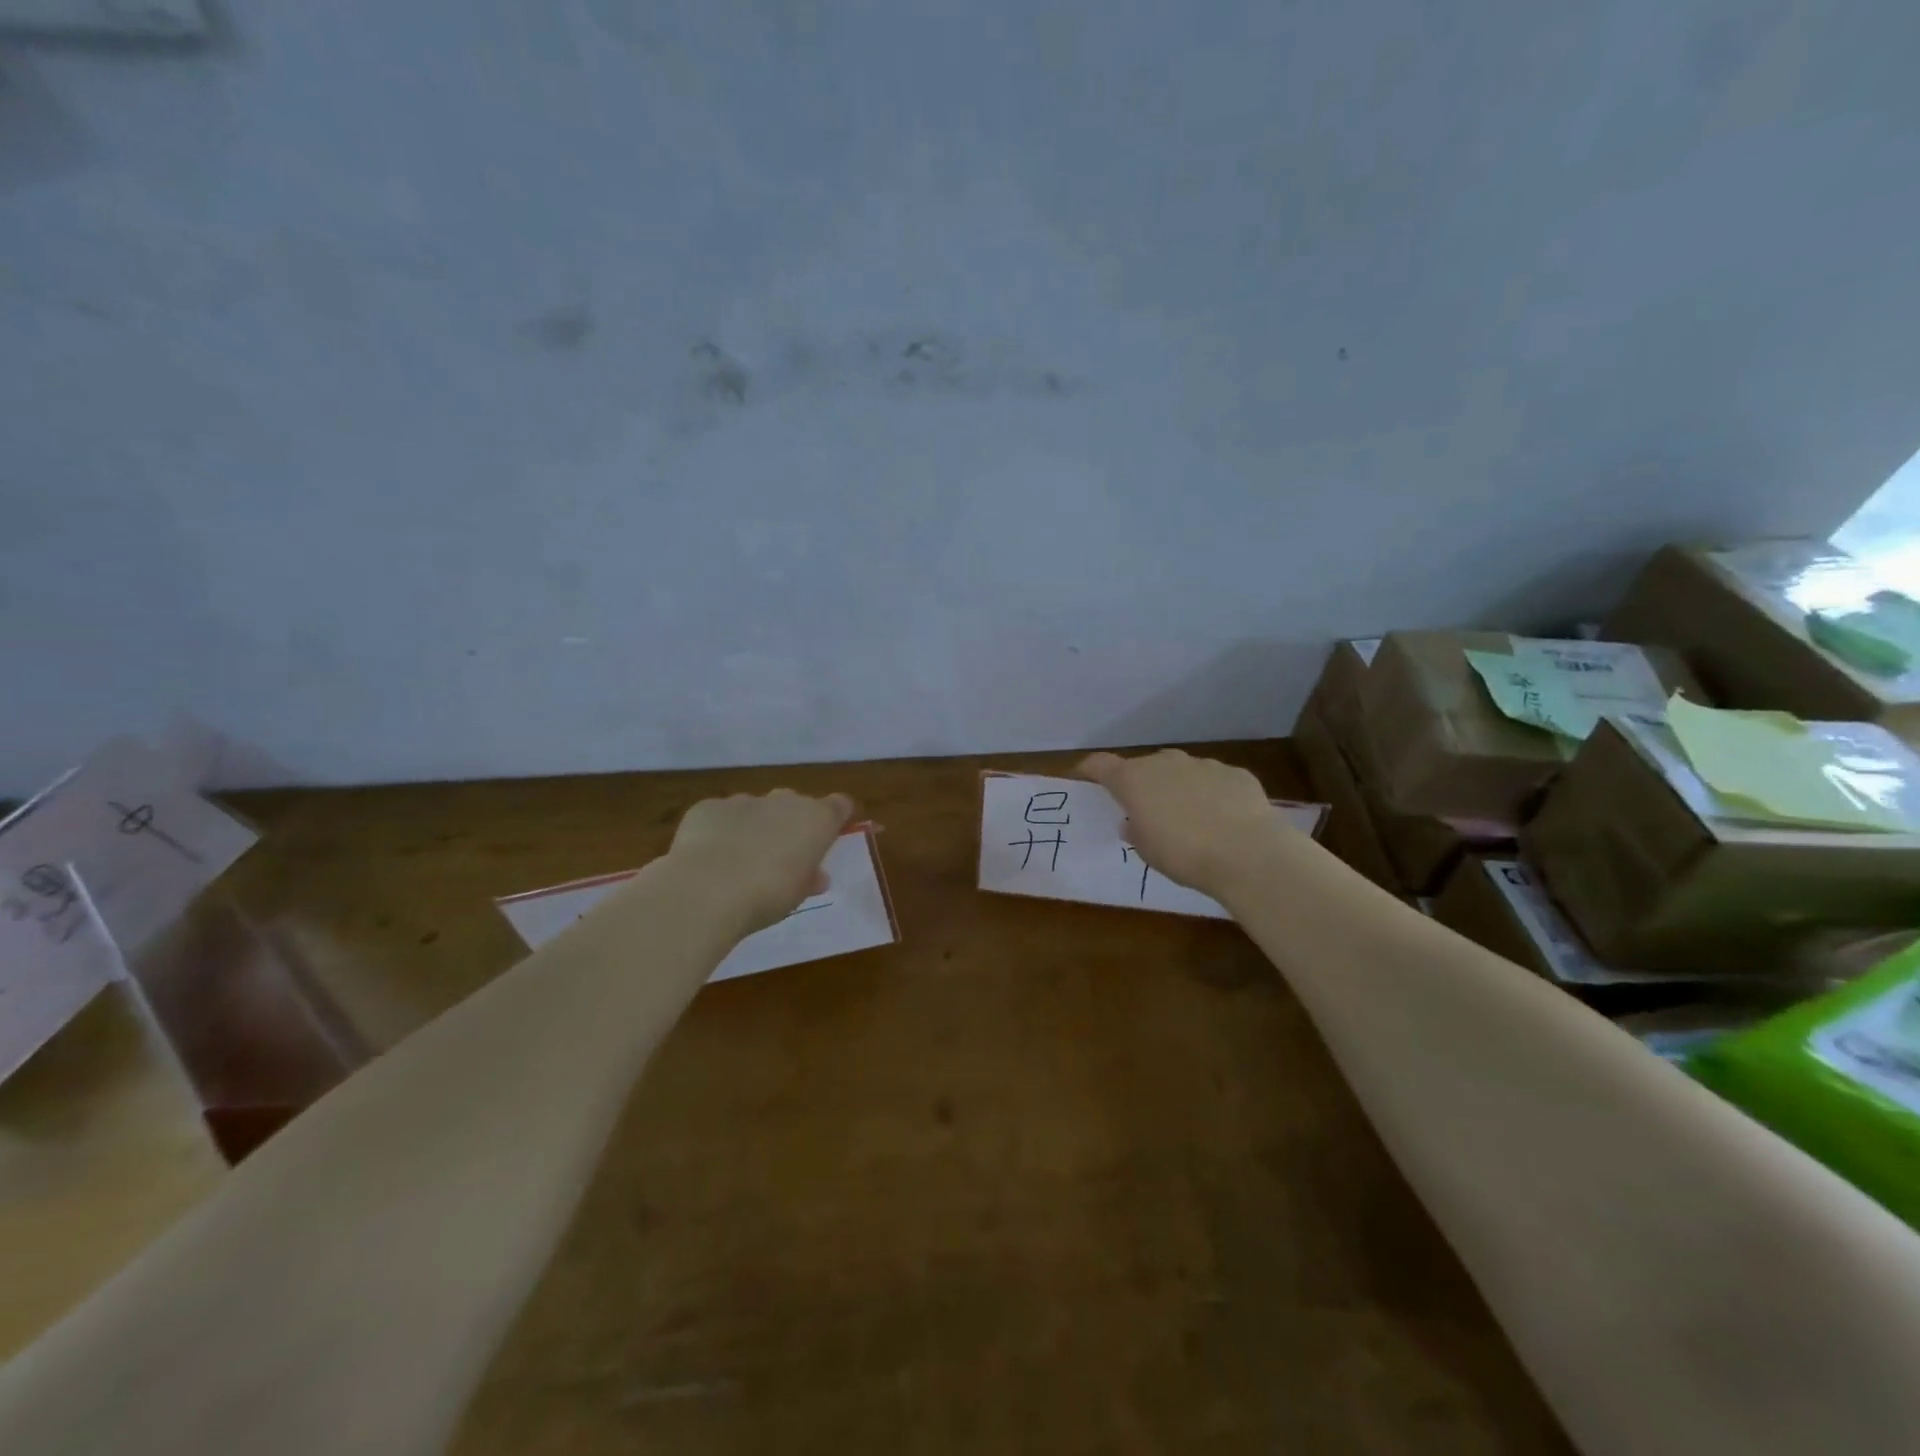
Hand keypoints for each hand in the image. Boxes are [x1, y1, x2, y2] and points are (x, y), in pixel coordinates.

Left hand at [668, 789, 854, 933]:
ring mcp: (745, 800)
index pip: (839, 805)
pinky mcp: (709, 807)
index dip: (835, 818)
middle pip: (795, 804)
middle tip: (781, 856)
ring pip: (756, 808)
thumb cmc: (768, 895)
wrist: (707, 889)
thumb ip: (810, 879)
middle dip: (790, 824)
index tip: (829, 836)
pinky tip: (709, 857)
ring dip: (755, 826)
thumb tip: (817, 876)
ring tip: (740, 860)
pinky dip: (720, 830)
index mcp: (816, 820)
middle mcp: (784, 801)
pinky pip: (722, 816)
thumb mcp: (798, 894)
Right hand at [1077, 749, 1285, 898]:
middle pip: (1144, 767)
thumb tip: (1134, 822)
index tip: (1085, 778)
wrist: (1249, 853)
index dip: (1090, 770)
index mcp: (1134, 780)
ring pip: (1181, 772)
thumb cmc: (1183, 854)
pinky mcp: (1236, 774)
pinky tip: (1224, 820)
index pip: (1100, 764)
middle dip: (1143, 785)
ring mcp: (1203, 764)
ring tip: (1190, 820)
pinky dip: (1212, 795)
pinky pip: (1215, 782)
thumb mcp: (1147, 851)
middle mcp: (1165, 763)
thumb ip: (1136, 831)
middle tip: (1147, 812)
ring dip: (1179, 789)